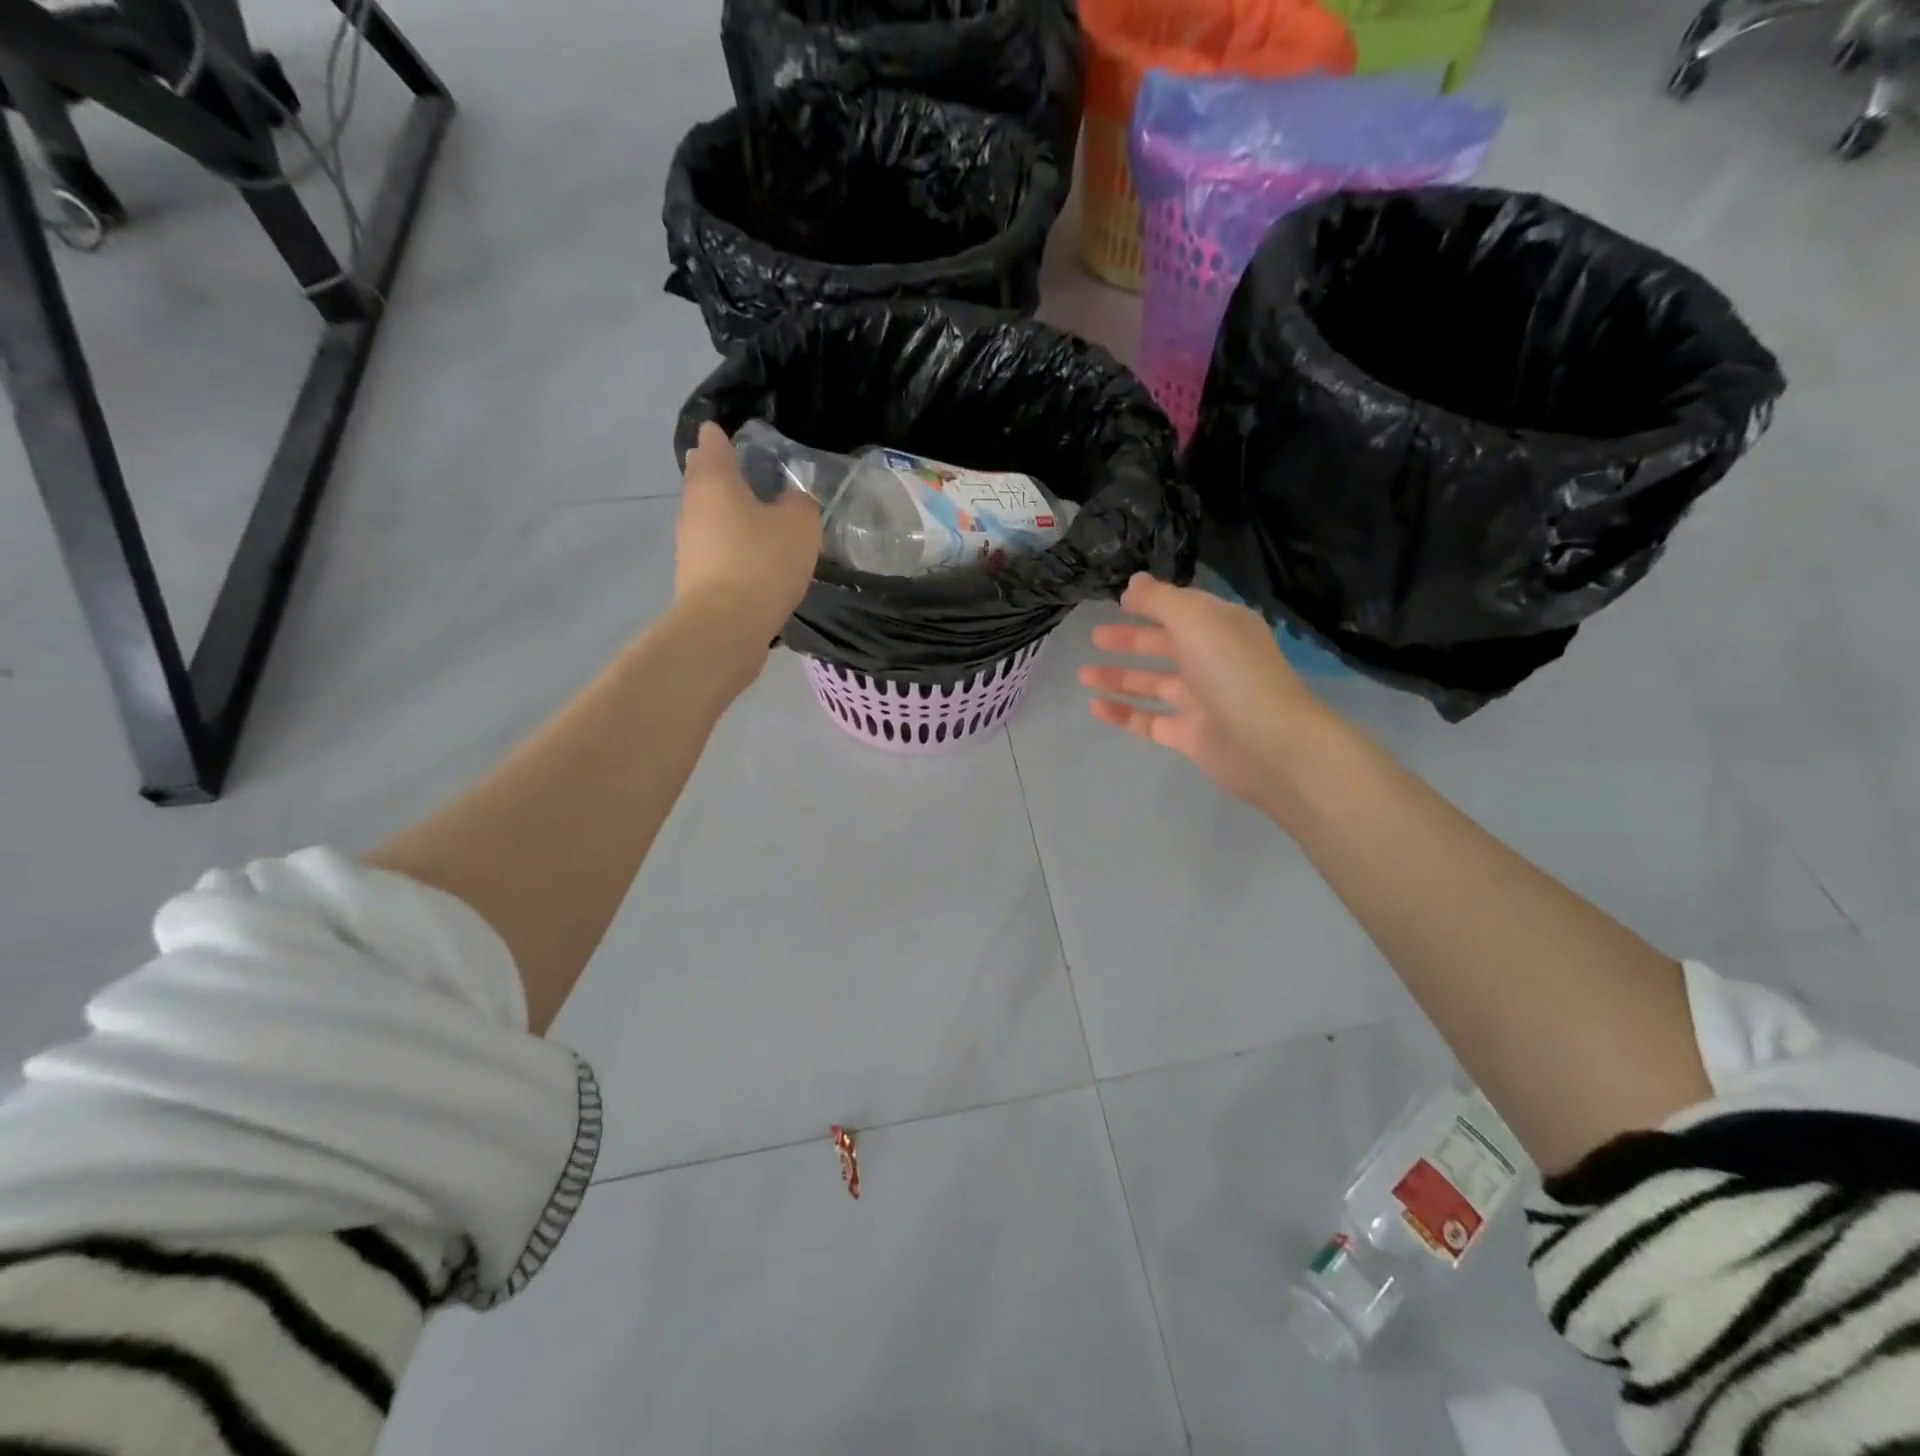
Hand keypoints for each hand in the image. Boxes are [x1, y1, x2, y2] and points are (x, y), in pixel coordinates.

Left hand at [674, 422, 822, 660]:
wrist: (724, 627)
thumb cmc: (761, 564)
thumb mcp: (800, 526)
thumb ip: (800, 504)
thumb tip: (791, 501)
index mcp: (714, 481)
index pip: (712, 443)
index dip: (722, 435)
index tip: (732, 434)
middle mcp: (693, 506)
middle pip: (704, 479)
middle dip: (722, 473)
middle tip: (750, 474)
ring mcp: (688, 544)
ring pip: (707, 516)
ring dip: (726, 513)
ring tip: (756, 519)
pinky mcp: (693, 577)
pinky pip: (713, 549)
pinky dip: (729, 546)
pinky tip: (751, 559)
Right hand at [1079, 574, 1325, 809]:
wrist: (1267, 743)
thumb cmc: (1231, 671)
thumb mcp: (1194, 620)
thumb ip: (1160, 600)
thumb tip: (1134, 583)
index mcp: (1221, 628)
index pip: (1183, 609)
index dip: (1152, 603)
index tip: (1119, 601)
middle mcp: (1212, 661)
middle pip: (1164, 646)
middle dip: (1130, 640)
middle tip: (1095, 636)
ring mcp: (1200, 700)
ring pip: (1152, 684)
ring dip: (1119, 677)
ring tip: (1083, 674)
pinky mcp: (1188, 734)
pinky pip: (1148, 720)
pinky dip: (1122, 712)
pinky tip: (1094, 706)